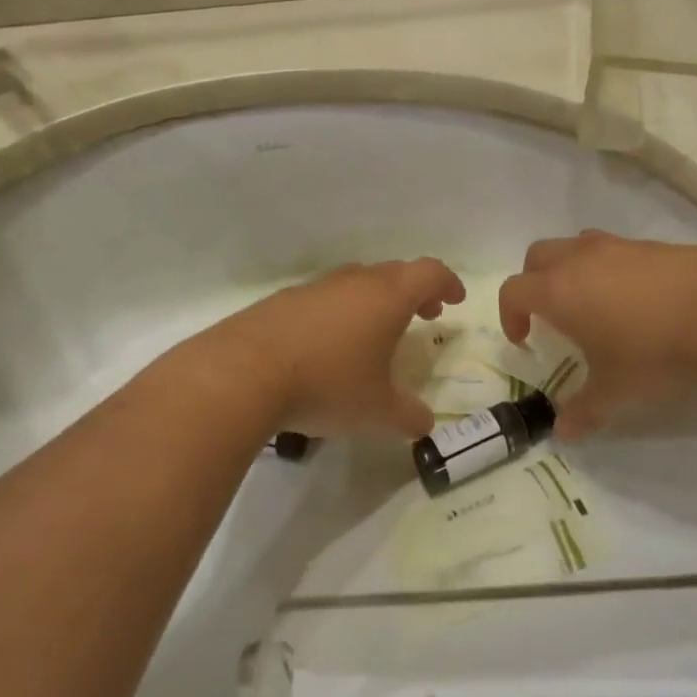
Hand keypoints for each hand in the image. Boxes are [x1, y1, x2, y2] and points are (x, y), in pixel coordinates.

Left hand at [213, 258, 466, 437]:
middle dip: (415, 291)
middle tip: (424, 315)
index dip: (447, 283)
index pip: (429, 272)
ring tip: (377, 333)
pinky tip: (329, 345)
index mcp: (387, 297)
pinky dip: (340, 312)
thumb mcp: (377, 411)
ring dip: (376, 301)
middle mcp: (353, 282)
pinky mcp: (281, 302)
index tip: (455, 300)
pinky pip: (324, 298)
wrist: (242, 374)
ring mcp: (314, 288)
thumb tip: (424, 424)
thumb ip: (408, 416)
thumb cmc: (327, 384)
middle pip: (394, 272)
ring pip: (356, 283)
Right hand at [498, 231, 696, 437]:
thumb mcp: (615, 391)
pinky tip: (639, 300)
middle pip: (538, 257)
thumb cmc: (653, 353)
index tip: (525, 339)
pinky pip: (617, 250)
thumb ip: (584, 410)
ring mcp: (619, 247)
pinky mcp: (654, 245)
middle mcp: (581, 260)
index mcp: (558, 291)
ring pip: (577, 246)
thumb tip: (564, 432)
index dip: (510, 315)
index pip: (513, 291)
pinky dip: (611, 268)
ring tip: (594, 303)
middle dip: (534, 283)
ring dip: (572, 269)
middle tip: (550, 316)